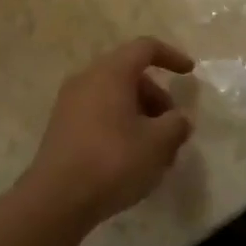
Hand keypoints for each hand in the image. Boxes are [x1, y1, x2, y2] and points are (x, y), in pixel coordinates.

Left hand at [22, 37, 196, 227]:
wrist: (56, 198)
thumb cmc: (112, 161)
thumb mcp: (157, 144)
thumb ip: (176, 125)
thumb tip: (179, 119)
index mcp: (111, 72)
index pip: (145, 47)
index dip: (171, 56)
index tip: (189, 73)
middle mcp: (87, 78)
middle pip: (129, 73)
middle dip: (156, 96)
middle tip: (172, 127)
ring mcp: (70, 102)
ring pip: (114, 95)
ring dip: (139, 113)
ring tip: (155, 149)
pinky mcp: (61, 126)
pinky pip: (98, 112)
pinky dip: (119, 123)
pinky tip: (130, 156)